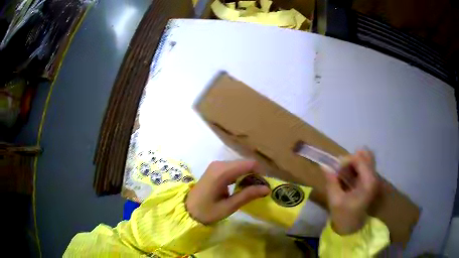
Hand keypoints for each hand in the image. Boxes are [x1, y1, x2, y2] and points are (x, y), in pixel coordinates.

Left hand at [186, 160, 270, 224]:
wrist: (187, 210)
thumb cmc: (207, 211)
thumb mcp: (229, 206)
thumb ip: (247, 195)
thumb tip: (267, 188)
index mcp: (222, 172)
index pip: (249, 164)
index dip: (260, 173)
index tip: (264, 186)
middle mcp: (219, 164)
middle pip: (245, 163)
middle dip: (255, 175)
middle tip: (258, 190)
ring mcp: (216, 165)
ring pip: (240, 165)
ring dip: (248, 175)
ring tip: (250, 190)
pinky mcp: (215, 169)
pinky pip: (233, 168)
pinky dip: (240, 175)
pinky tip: (240, 187)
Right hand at [324, 149, 378, 234]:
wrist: (351, 228)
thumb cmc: (343, 215)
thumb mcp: (335, 200)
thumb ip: (331, 181)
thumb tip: (324, 165)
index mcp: (368, 182)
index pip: (359, 160)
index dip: (346, 161)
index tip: (336, 170)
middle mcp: (373, 177)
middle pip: (365, 156)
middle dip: (351, 159)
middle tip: (340, 168)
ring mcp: (373, 179)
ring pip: (366, 160)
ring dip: (353, 163)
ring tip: (343, 172)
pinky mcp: (370, 182)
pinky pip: (365, 167)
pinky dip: (356, 167)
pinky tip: (348, 175)